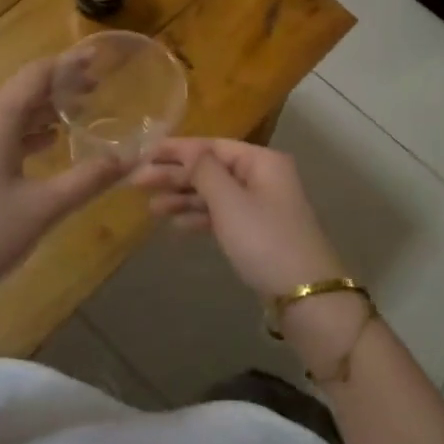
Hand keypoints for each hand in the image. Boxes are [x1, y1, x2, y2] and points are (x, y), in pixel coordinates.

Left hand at [0, 60, 129, 302]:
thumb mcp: (43, 209)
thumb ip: (88, 179)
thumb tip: (130, 159)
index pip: (36, 75)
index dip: (68, 64)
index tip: (98, 58)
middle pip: (21, 90)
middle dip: (59, 86)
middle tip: (97, 88)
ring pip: (7, 112)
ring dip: (42, 109)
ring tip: (79, 112)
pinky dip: (23, 130)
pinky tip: (46, 143)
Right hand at [131, 137, 345, 297]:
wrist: (306, 297)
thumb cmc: (265, 241)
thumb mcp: (230, 202)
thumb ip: (204, 171)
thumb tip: (187, 151)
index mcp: (261, 161)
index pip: (211, 145)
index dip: (176, 149)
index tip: (144, 153)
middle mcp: (262, 176)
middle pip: (211, 168)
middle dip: (175, 175)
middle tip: (137, 182)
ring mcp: (260, 205)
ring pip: (214, 193)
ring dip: (183, 198)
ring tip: (150, 208)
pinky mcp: (257, 232)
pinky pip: (221, 215)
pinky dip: (199, 217)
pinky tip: (175, 225)